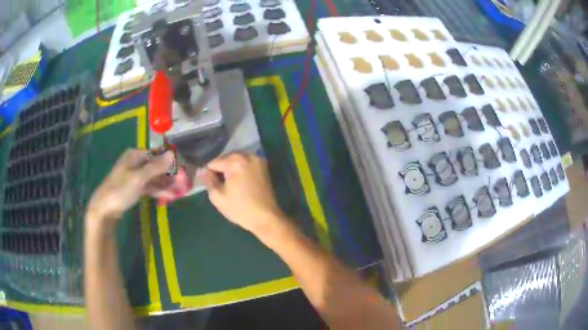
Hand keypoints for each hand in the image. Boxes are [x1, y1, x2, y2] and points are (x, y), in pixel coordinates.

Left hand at [87, 149, 173, 224]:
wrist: (104, 209)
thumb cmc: (120, 189)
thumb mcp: (139, 177)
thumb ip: (156, 167)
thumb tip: (172, 154)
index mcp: (134, 156)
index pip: (155, 155)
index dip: (168, 163)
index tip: (181, 171)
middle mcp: (134, 163)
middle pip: (155, 167)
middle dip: (168, 176)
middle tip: (182, 184)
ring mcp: (134, 177)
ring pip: (152, 179)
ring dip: (164, 185)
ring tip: (179, 192)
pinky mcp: (133, 189)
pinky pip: (148, 188)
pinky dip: (157, 192)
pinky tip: (168, 197)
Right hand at [197, 153, 284, 235]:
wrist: (266, 218)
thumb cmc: (239, 208)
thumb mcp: (217, 196)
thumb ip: (208, 180)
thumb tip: (201, 170)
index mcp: (235, 161)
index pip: (213, 162)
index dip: (209, 173)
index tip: (210, 184)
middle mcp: (247, 156)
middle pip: (226, 158)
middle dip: (221, 169)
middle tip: (220, 185)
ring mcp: (257, 160)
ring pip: (236, 160)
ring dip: (230, 168)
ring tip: (229, 184)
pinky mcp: (264, 167)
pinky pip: (246, 163)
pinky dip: (241, 169)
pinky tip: (240, 183)